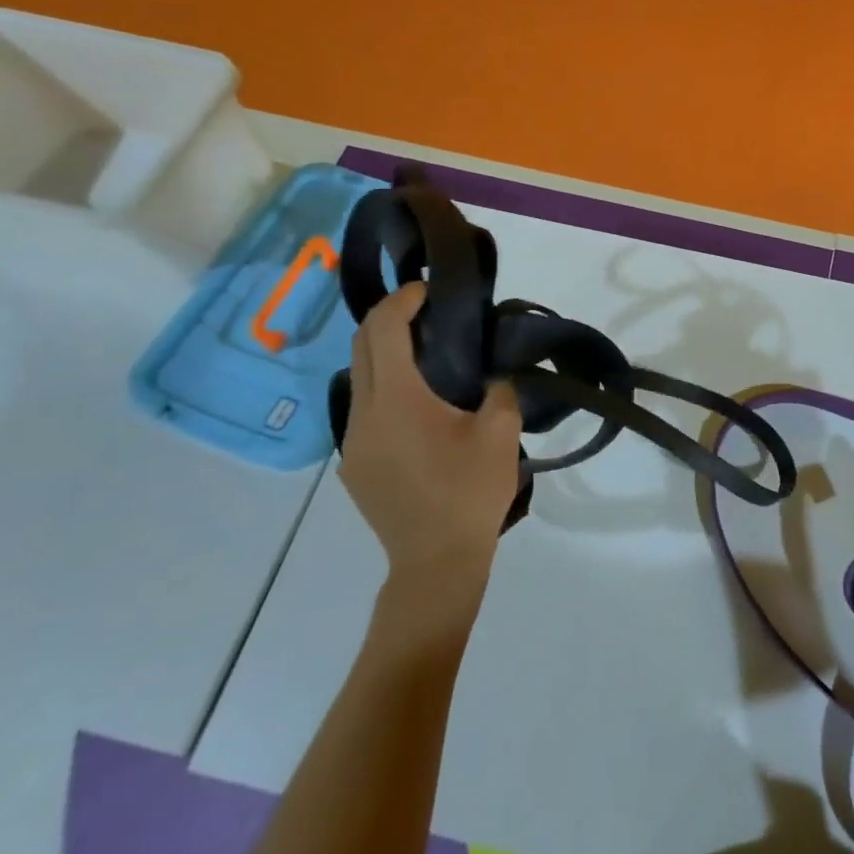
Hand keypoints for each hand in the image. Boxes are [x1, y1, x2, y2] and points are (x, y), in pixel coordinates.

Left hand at [338, 282, 522, 634]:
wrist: (435, 563)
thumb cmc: (470, 493)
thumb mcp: (501, 434)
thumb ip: (500, 390)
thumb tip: (492, 373)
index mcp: (397, 401)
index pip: (384, 330)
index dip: (402, 300)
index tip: (429, 289)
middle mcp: (364, 414)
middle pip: (361, 347)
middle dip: (389, 319)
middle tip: (427, 312)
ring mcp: (352, 443)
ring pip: (360, 379)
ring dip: (386, 355)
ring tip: (429, 357)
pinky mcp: (354, 465)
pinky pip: (364, 410)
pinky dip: (386, 389)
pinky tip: (420, 409)